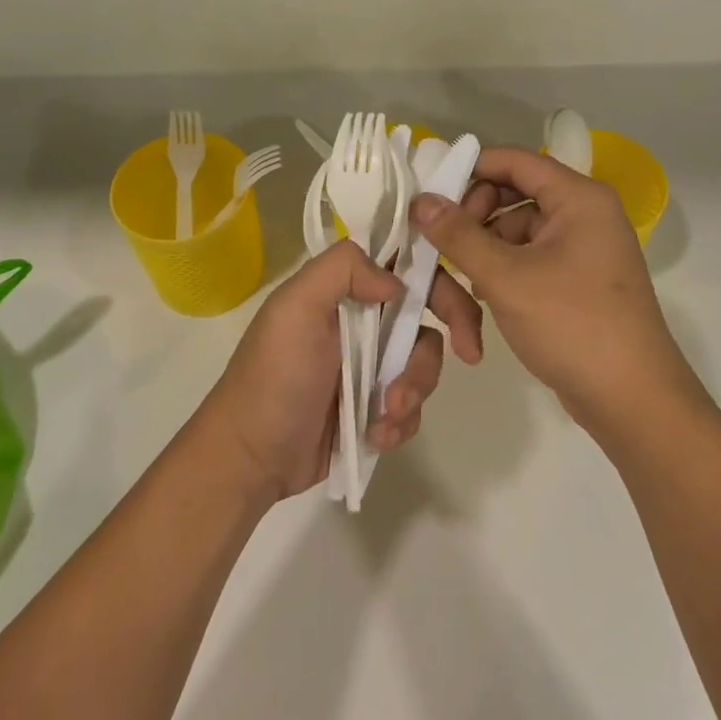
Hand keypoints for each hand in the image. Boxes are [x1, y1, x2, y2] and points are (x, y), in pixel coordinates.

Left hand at [197, 238, 484, 502]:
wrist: (252, 455)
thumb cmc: (274, 374)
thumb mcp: (295, 306)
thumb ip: (342, 270)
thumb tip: (398, 282)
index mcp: (346, 288)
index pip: (407, 264)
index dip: (439, 275)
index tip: (460, 298)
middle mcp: (365, 319)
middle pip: (429, 312)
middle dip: (452, 330)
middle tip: (469, 352)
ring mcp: (373, 365)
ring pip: (426, 361)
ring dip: (415, 387)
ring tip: (384, 414)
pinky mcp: (376, 407)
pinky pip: (413, 405)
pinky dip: (401, 421)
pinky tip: (375, 435)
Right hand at [410, 146, 703, 439]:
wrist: (632, 399)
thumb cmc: (572, 324)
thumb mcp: (506, 277)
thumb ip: (459, 235)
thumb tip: (421, 200)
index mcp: (578, 197)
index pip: (514, 161)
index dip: (469, 170)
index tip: (429, 197)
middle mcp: (584, 213)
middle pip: (513, 195)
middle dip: (475, 220)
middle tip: (443, 248)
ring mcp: (582, 248)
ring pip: (516, 232)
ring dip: (485, 253)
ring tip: (462, 286)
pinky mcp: (576, 280)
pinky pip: (529, 259)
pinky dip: (504, 273)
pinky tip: (482, 301)